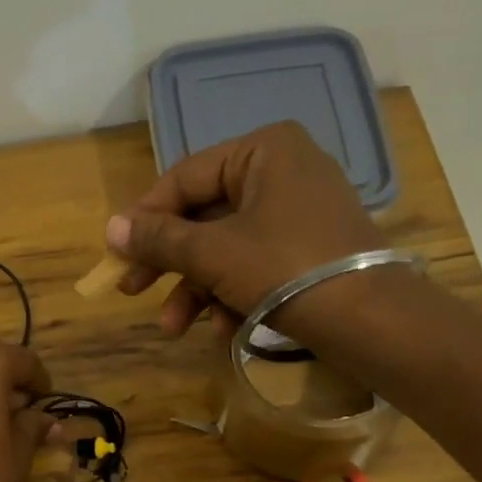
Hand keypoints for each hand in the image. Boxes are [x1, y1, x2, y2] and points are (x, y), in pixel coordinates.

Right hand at [105, 121, 381, 342]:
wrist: (371, 321)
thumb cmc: (286, 269)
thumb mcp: (213, 254)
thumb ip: (160, 240)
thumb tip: (110, 229)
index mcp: (263, 151)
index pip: (184, 178)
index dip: (145, 218)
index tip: (117, 253)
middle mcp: (282, 171)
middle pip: (203, 216)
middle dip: (169, 263)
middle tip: (131, 291)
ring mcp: (298, 212)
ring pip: (226, 246)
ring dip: (196, 289)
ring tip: (174, 327)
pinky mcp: (308, 250)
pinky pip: (254, 264)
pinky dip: (231, 295)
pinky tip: (222, 330)